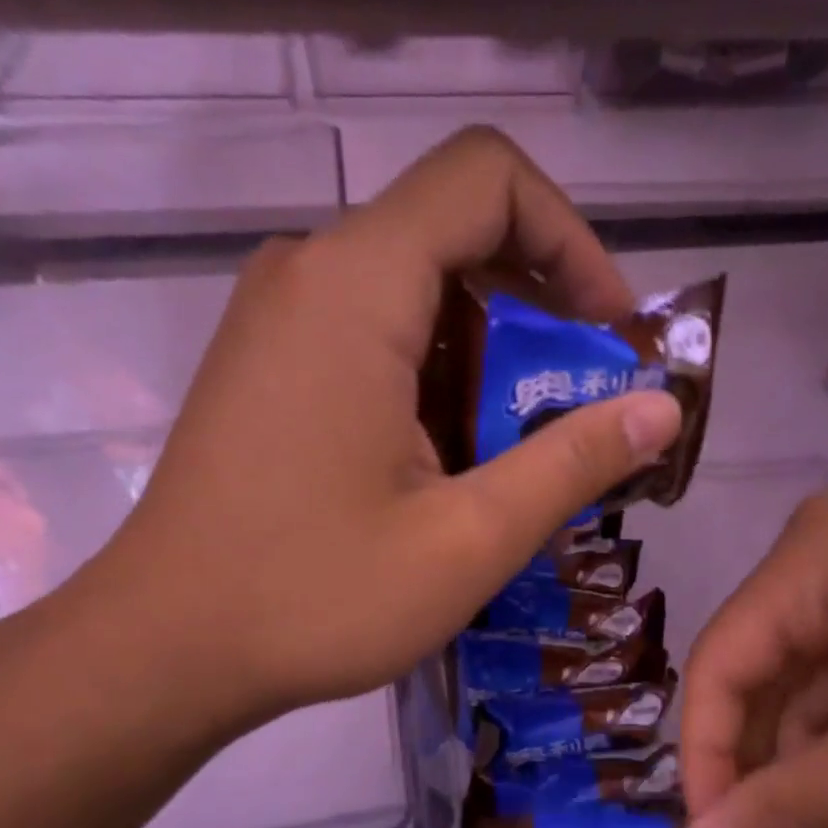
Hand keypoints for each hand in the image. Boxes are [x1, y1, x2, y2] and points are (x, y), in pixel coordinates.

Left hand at [64, 127, 681, 740]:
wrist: (165, 648)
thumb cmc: (314, 595)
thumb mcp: (469, 539)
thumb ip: (573, 463)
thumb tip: (662, 411)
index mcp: (357, 286)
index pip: (488, 179)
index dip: (571, 240)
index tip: (609, 334)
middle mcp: (310, 273)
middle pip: (457, 232)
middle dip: (542, 309)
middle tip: (583, 405)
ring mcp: (279, 319)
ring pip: (418, 289)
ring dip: (492, 354)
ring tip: (524, 448)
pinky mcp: (268, 365)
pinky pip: (375, 331)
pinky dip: (438, 374)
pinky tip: (452, 460)